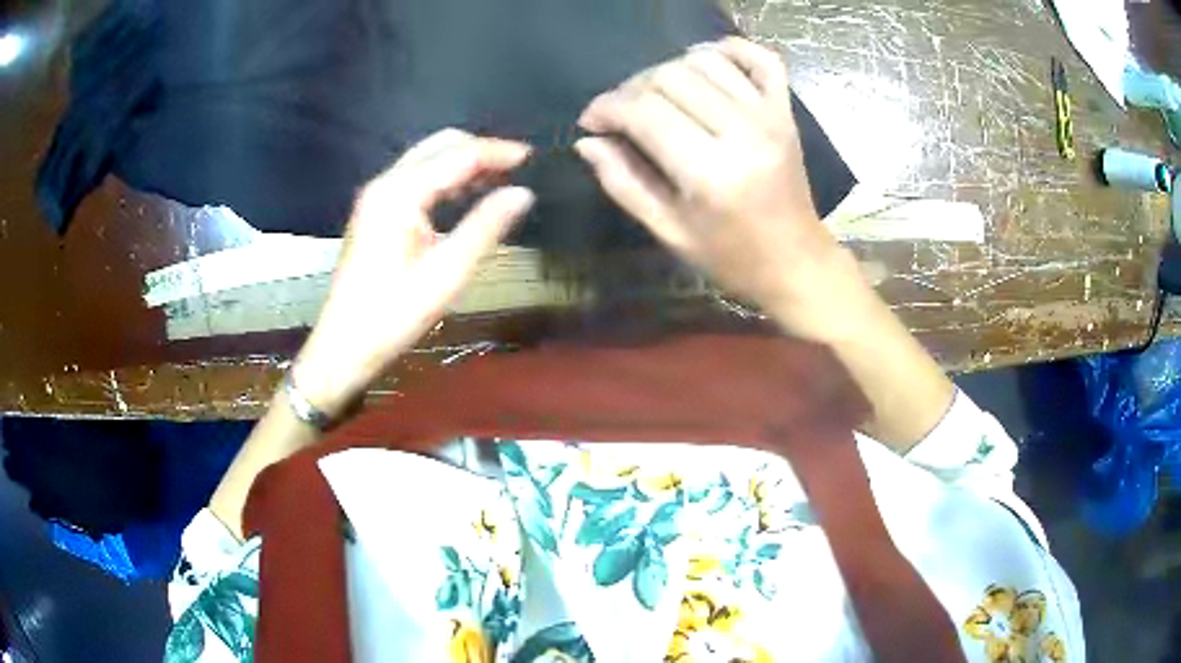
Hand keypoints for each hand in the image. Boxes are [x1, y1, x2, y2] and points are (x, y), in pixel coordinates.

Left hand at [293, 129, 534, 415]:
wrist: (344, 344)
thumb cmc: (394, 314)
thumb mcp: (447, 272)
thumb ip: (486, 226)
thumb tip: (525, 193)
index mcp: (400, 192)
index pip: (459, 154)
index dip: (499, 152)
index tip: (536, 158)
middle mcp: (386, 182)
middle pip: (441, 145)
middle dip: (482, 150)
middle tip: (520, 170)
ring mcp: (377, 194)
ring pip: (428, 158)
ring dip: (464, 162)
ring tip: (502, 181)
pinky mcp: (375, 209)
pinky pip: (417, 177)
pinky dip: (446, 177)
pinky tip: (468, 195)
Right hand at [574, 37, 862, 340]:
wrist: (796, 262)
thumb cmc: (730, 258)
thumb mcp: (669, 232)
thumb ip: (624, 183)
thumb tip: (587, 141)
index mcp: (710, 173)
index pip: (644, 112)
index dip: (606, 108)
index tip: (591, 122)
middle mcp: (742, 133)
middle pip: (669, 78)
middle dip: (631, 89)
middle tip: (622, 114)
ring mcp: (770, 116)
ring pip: (705, 60)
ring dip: (669, 68)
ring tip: (657, 95)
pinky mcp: (786, 111)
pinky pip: (759, 58)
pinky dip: (729, 49)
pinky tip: (706, 61)